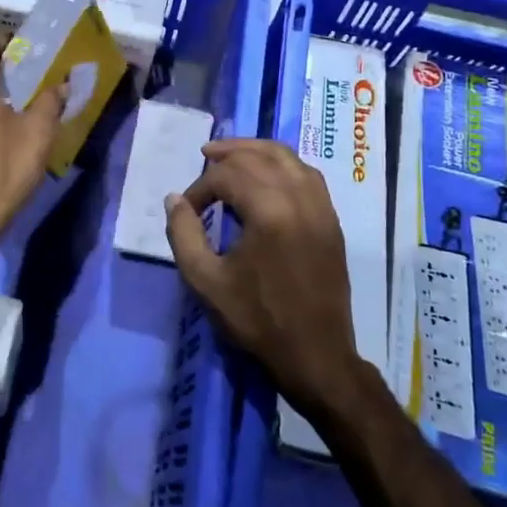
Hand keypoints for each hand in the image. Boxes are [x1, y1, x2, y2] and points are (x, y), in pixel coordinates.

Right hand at [164, 138, 364, 418]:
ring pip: (288, 158)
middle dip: (228, 155)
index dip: (201, 187)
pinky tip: (267, 174)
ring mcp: (321, 207)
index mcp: (269, 212)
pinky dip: (284, 164)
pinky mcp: (331, 220)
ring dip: (257, 150)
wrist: (316, 356)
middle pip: (259, 157)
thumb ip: (183, 234)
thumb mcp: (206, 281)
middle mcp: (299, 199)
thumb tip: (175, 199)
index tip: (188, 210)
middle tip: (204, 157)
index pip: (227, 176)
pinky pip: (308, 174)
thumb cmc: (257, 320)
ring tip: (233, 155)